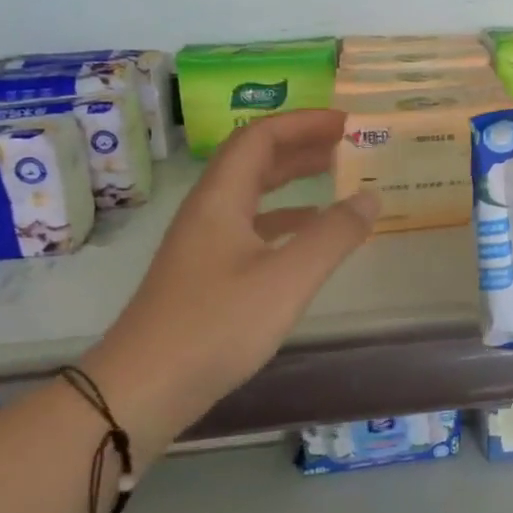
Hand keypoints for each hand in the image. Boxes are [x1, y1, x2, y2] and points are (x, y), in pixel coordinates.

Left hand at [83, 110, 379, 450]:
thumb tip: (370, 198)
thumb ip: (332, 237)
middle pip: (254, 160)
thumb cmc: (215, 327)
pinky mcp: (205, 274)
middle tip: (346, 143)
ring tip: (334, 177)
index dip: (303, 122)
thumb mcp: (285, 280)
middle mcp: (208, 211)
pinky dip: (284, 219)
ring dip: (291, 179)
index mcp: (220, 199)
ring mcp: (203, 244)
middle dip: (300, 145)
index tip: (346, 122)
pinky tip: (308, 234)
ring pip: (252, 194)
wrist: (142, 390)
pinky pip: (250, 227)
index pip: (260, 137)